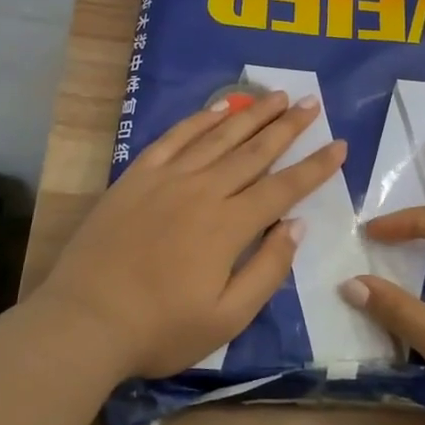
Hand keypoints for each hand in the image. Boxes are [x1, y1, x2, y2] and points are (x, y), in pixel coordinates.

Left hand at [40, 91, 346, 379]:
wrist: (84, 320)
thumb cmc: (160, 329)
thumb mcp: (226, 318)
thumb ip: (266, 269)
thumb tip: (296, 225)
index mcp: (229, 226)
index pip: (283, 188)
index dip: (315, 166)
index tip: (339, 144)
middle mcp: (203, 190)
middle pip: (254, 151)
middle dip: (288, 127)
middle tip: (311, 103)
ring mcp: (167, 178)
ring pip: (219, 136)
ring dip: (251, 114)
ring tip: (276, 95)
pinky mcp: (137, 175)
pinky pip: (175, 137)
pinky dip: (200, 119)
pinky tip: (219, 106)